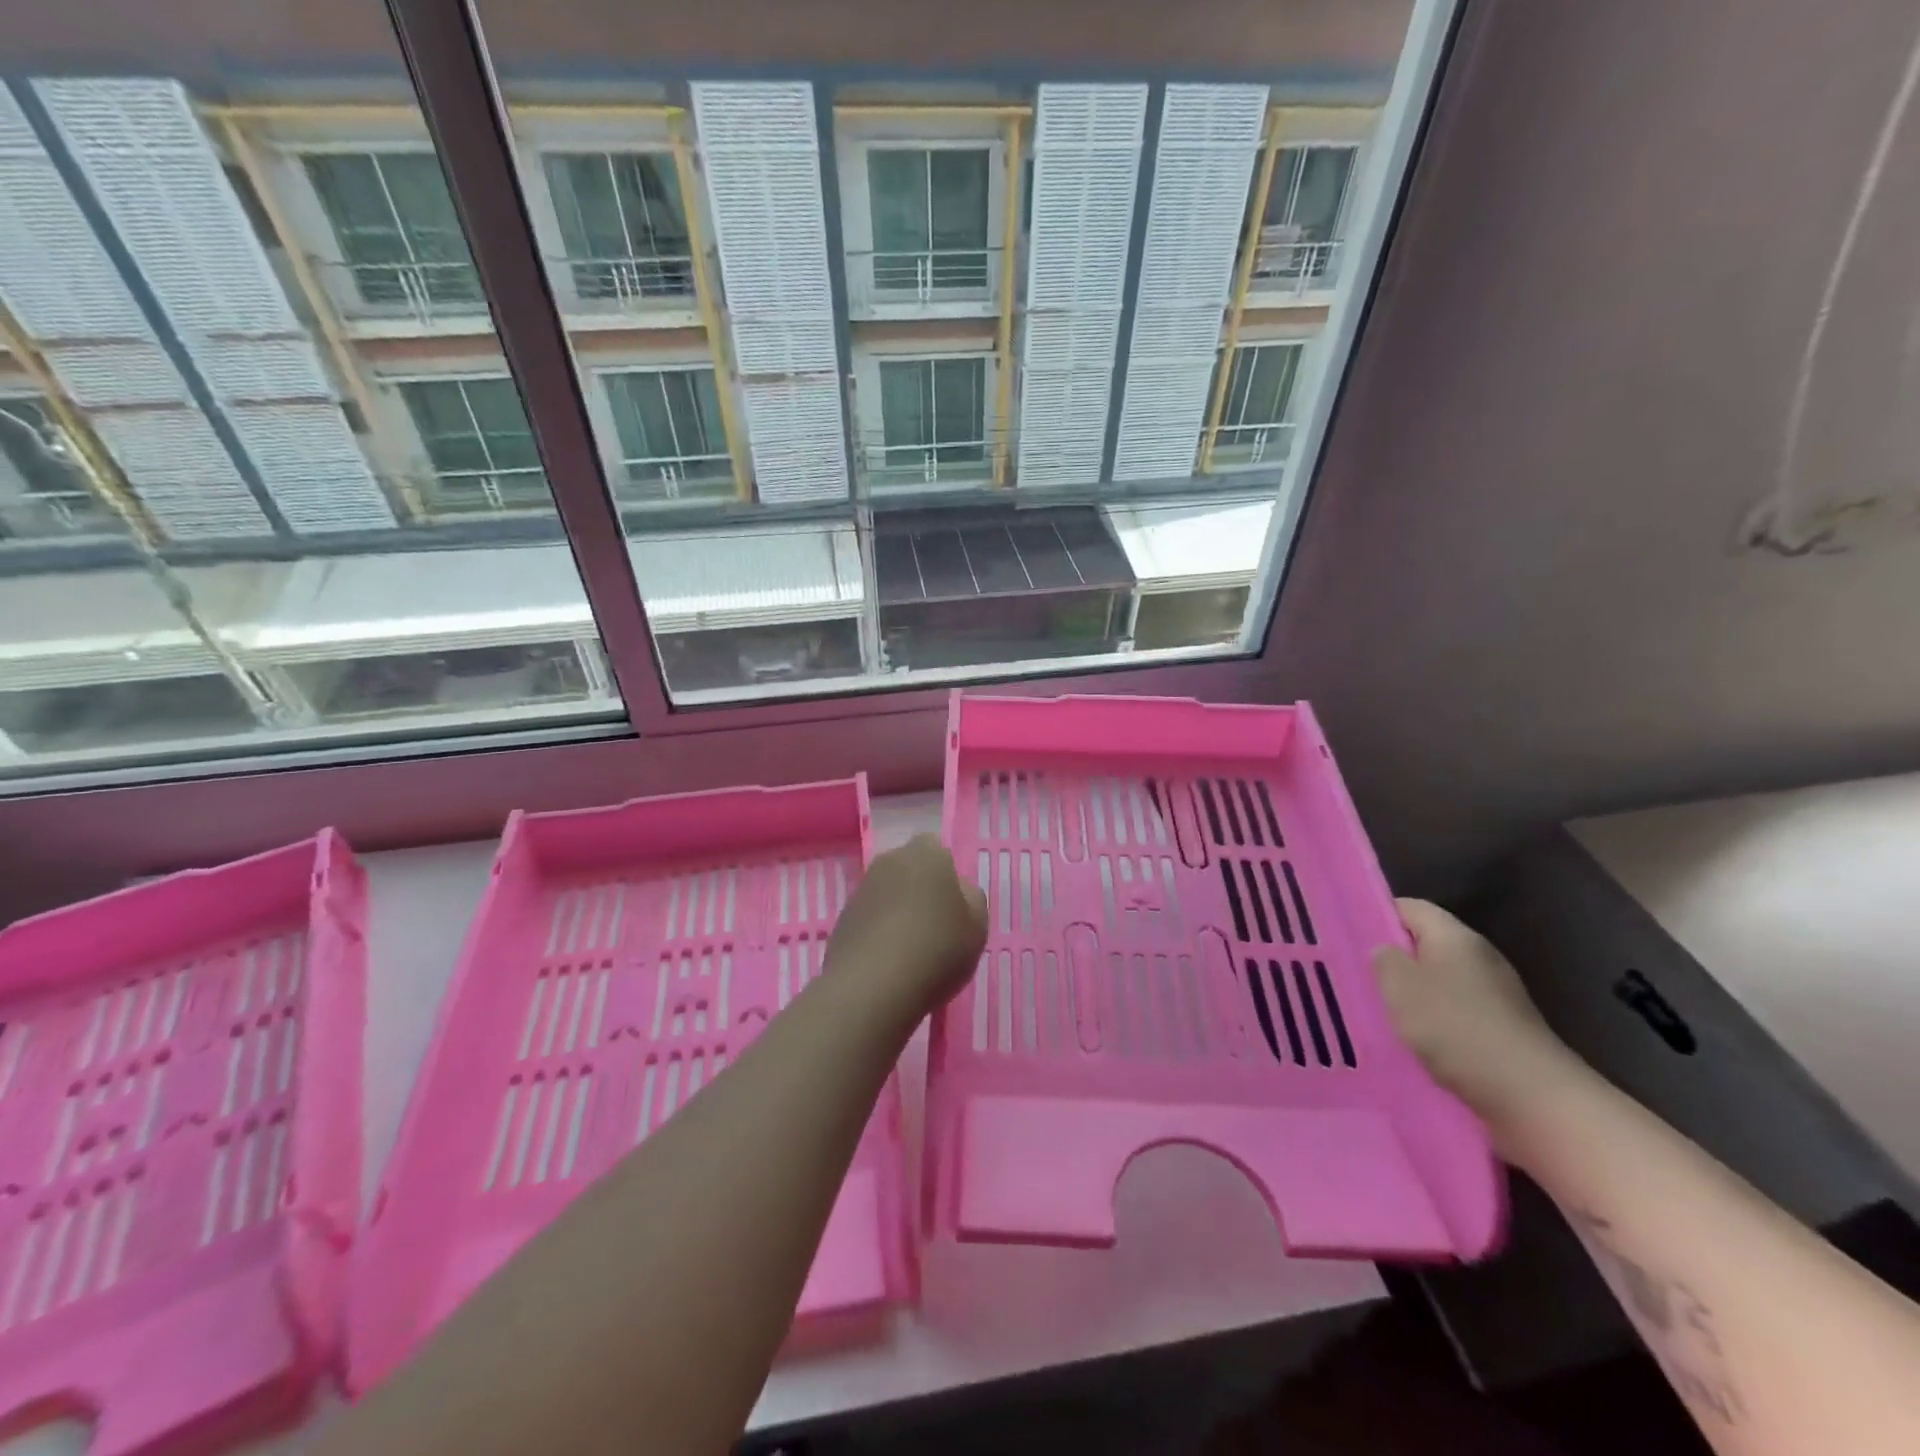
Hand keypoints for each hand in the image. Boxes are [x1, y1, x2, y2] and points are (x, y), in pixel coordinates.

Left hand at [826, 834, 987, 1018]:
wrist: (873, 986)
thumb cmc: (937, 949)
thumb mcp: (977, 926)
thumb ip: (971, 898)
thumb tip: (957, 889)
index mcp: (926, 854)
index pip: (937, 850)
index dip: (946, 875)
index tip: (953, 906)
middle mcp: (889, 861)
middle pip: (909, 869)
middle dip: (919, 888)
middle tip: (934, 925)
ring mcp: (861, 889)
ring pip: (887, 893)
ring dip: (897, 911)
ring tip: (911, 950)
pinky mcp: (842, 918)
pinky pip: (869, 918)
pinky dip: (878, 932)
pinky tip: (888, 962)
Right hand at [1373, 899, 1584, 1143]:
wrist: (1534, 1099)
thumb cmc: (1457, 1030)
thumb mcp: (1401, 987)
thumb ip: (1384, 960)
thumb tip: (1385, 952)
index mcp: (1456, 937)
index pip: (1409, 908)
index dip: (1376, 916)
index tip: (1347, 937)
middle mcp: (1479, 958)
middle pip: (1424, 945)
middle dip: (1391, 961)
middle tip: (1355, 978)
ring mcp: (1495, 995)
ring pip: (1438, 983)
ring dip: (1410, 997)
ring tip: (1378, 1014)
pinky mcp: (1503, 1030)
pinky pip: (1455, 1014)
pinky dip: (1432, 1025)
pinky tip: (1414, 1044)